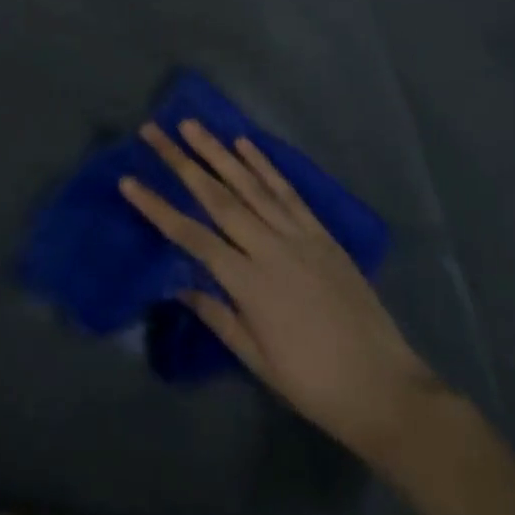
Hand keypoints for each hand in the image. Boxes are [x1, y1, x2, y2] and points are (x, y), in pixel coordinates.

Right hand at [119, 120, 441, 466]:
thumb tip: (180, 284)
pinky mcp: (321, 233)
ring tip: (191, 125)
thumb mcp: (258, 360)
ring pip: (249, 185)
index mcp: (248, 283)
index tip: (129, 181)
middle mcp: (269, 248)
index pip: (192, 236)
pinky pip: (287, 192)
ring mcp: (298, 236)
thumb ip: (218, 315)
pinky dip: (264, 165)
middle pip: (216, 197)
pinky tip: (245, 144)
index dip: (158, 207)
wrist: (385, 389)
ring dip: (217, 151)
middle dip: (181, 162)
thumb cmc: (313, 383)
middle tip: (153, 131)